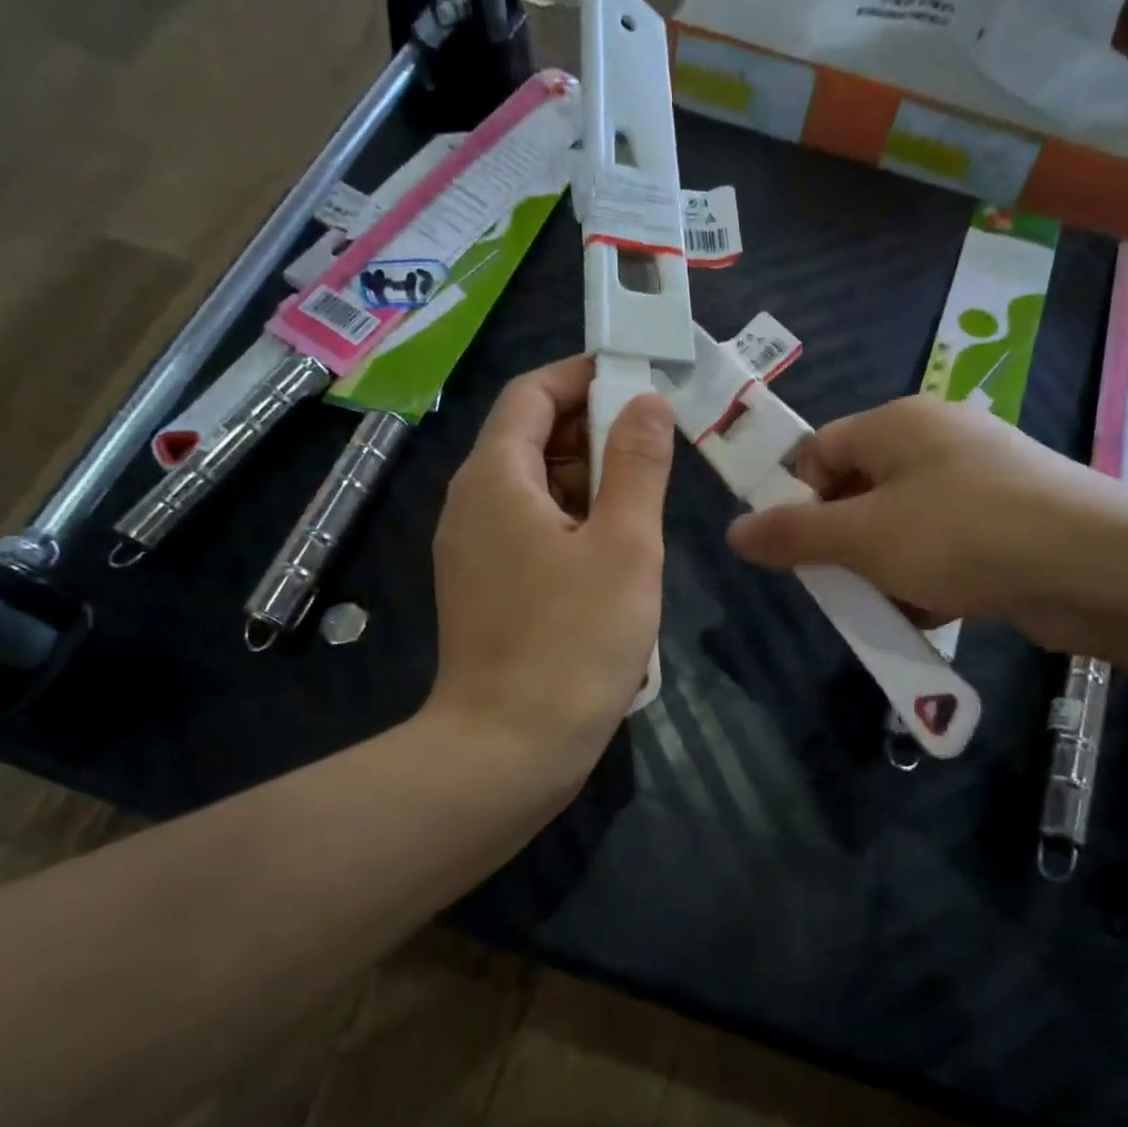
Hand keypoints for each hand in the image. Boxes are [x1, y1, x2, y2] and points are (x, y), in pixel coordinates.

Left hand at [427, 356, 673, 788]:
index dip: (584, 377)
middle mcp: (471, 504)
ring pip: (532, 490)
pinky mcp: (483, 590)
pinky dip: (570, 524)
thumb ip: (637, 465)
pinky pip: (528, 532)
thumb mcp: (625, 545)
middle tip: (656, 449)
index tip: (640, 384)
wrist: (509, 748)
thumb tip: (646, 401)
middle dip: (592, 431)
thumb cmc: (575, 641)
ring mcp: (472, 551)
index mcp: (495, 478)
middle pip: (529, 438)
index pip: (531, 393)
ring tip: (644, 503)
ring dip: (587, 482)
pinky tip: (612, 555)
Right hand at [727, 395, 1127, 651]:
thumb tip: (734, 531)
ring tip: (893, 604)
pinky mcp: (1008, 518)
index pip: (819, 450)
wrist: (1095, 567)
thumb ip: (794, 535)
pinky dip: (929, 576)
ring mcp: (977, 478)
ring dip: (886, 568)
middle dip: (844, 543)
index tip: (793, 550)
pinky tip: (935, 608)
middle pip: (859, 489)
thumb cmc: (961, 536)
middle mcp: (936, 440)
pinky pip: (944, 544)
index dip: (796, 498)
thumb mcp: (863, 538)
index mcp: (897, 423)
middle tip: (841, 584)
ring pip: (901, 524)